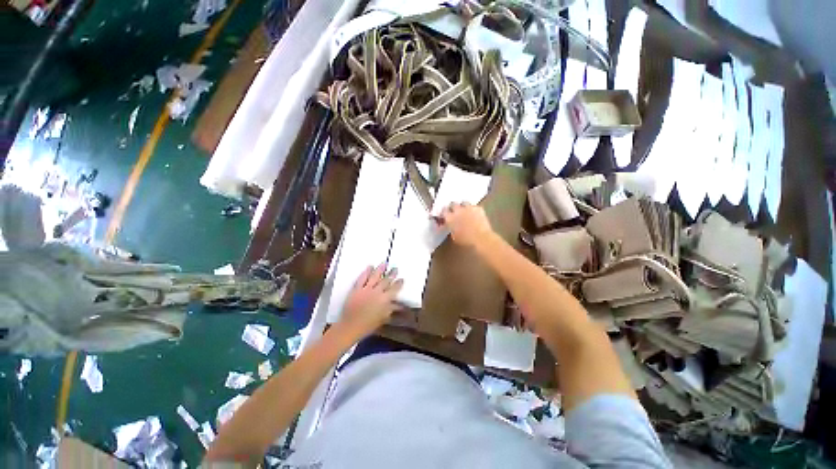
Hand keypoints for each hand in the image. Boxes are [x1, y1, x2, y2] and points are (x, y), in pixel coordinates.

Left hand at [339, 264, 403, 338]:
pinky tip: (369, 267)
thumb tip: (400, 305)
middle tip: (395, 268)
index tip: (401, 279)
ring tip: (384, 263)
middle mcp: (377, 292)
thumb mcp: (383, 318)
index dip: (398, 284)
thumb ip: (391, 309)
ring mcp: (366, 289)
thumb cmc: (368, 325)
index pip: (394, 289)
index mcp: (385, 300)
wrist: (351, 326)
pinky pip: (362, 278)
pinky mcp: (357, 289)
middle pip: (386, 280)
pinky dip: (366, 272)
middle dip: (391, 274)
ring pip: (375, 276)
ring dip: (380, 269)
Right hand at [438, 202, 493, 247]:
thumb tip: (450, 226)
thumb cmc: (466, 241)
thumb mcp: (454, 236)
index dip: (444, 213)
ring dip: (463, 206)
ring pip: (463, 202)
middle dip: (453, 207)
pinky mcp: (478, 208)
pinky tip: (474, 214)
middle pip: (453, 204)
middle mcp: (458, 210)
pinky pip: (474, 206)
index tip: (445, 216)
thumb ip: (451, 228)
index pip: (444, 211)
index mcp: (450, 218)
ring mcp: (468, 208)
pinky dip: (473, 209)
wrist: (481, 239)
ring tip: (465, 212)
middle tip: (454, 212)